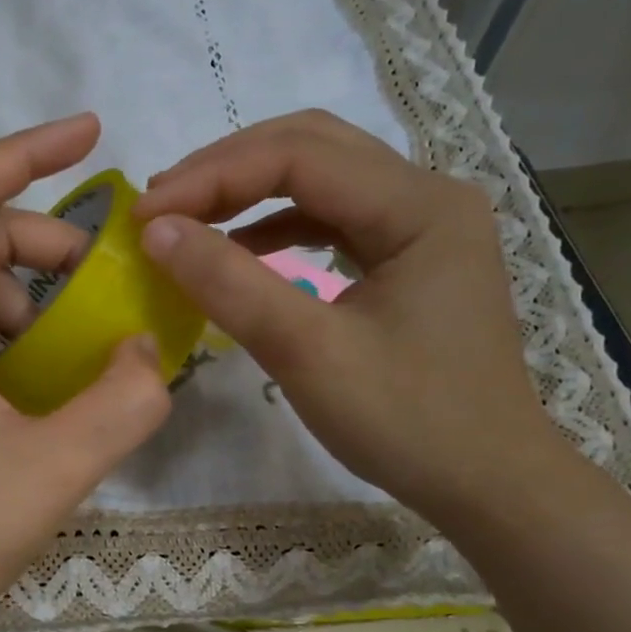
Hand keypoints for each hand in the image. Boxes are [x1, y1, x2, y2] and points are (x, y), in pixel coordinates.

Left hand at [0, 114, 172, 631]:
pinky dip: (4, 339)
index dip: (28, 153)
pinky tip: (36, 385)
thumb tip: (150, 351)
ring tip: (72, 353)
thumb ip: (121, 404)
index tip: (92, 135)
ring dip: (28, 302)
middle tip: (105, 287)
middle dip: (46, 249)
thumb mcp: (53, 469)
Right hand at [134, 110, 566, 522]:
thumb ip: (231, 284)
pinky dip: (277, 228)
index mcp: (420, 205)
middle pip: (312, 149)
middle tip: (160, 206)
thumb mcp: (308, 353)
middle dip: (227, 170)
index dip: (212, 176)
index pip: (299, 156)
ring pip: (321, 181)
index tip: (145, 215)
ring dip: (249, 193)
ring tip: (186, 219)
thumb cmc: (407, 422)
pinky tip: (238, 251)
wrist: (485, 482)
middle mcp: (427, 196)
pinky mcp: (408, 260)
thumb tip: (156, 231)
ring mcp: (421, 227)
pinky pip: (332, 222)